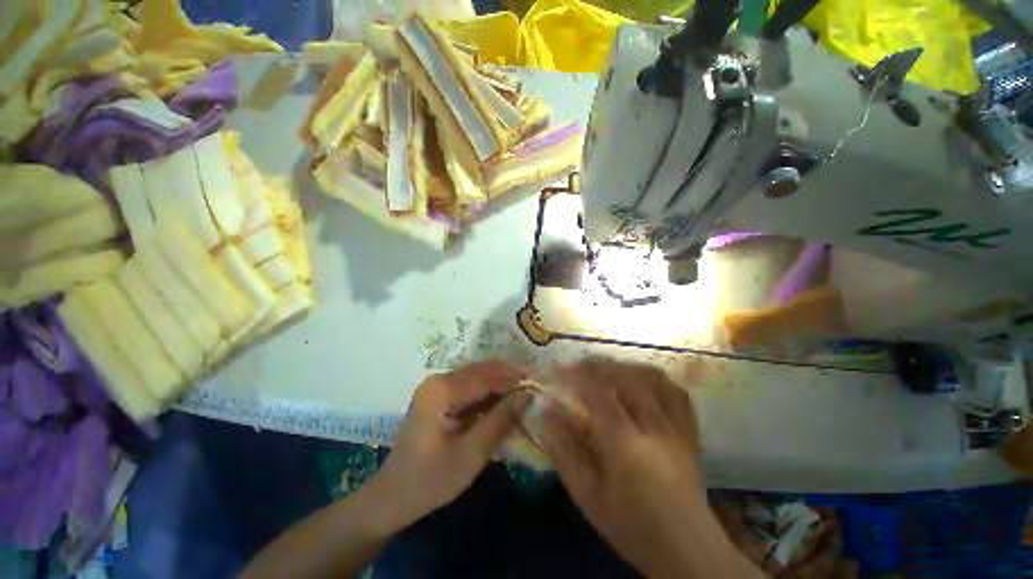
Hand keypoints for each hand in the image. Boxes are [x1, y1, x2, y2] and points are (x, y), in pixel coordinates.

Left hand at [365, 360, 529, 534]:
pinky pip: (470, 387)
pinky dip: (489, 392)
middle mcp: (438, 380)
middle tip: (534, 386)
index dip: (513, 378)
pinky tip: (504, 401)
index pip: (486, 376)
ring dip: (501, 383)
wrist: (393, 496)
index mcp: (441, 390)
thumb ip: (500, 420)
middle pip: (482, 371)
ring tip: (524, 392)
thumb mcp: (471, 454)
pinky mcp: (439, 396)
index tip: (538, 382)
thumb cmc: (430, 480)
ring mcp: (437, 387)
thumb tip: (526, 395)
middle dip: (508, 377)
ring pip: (478, 377)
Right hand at [540, 357, 759, 578]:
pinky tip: (639, 380)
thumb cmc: (631, 527)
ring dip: (626, 368)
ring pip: (653, 379)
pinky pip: (676, 393)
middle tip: (578, 366)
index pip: (598, 395)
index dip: (575, 377)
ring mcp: (677, 428)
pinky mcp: (689, 433)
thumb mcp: (588, 495)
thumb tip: (546, 415)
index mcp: (627, 445)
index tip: (557, 370)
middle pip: (626, 379)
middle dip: (598, 366)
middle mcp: (655, 428)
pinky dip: (655, 379)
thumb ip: (564, 452)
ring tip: (606, 369)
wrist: (687, 552)